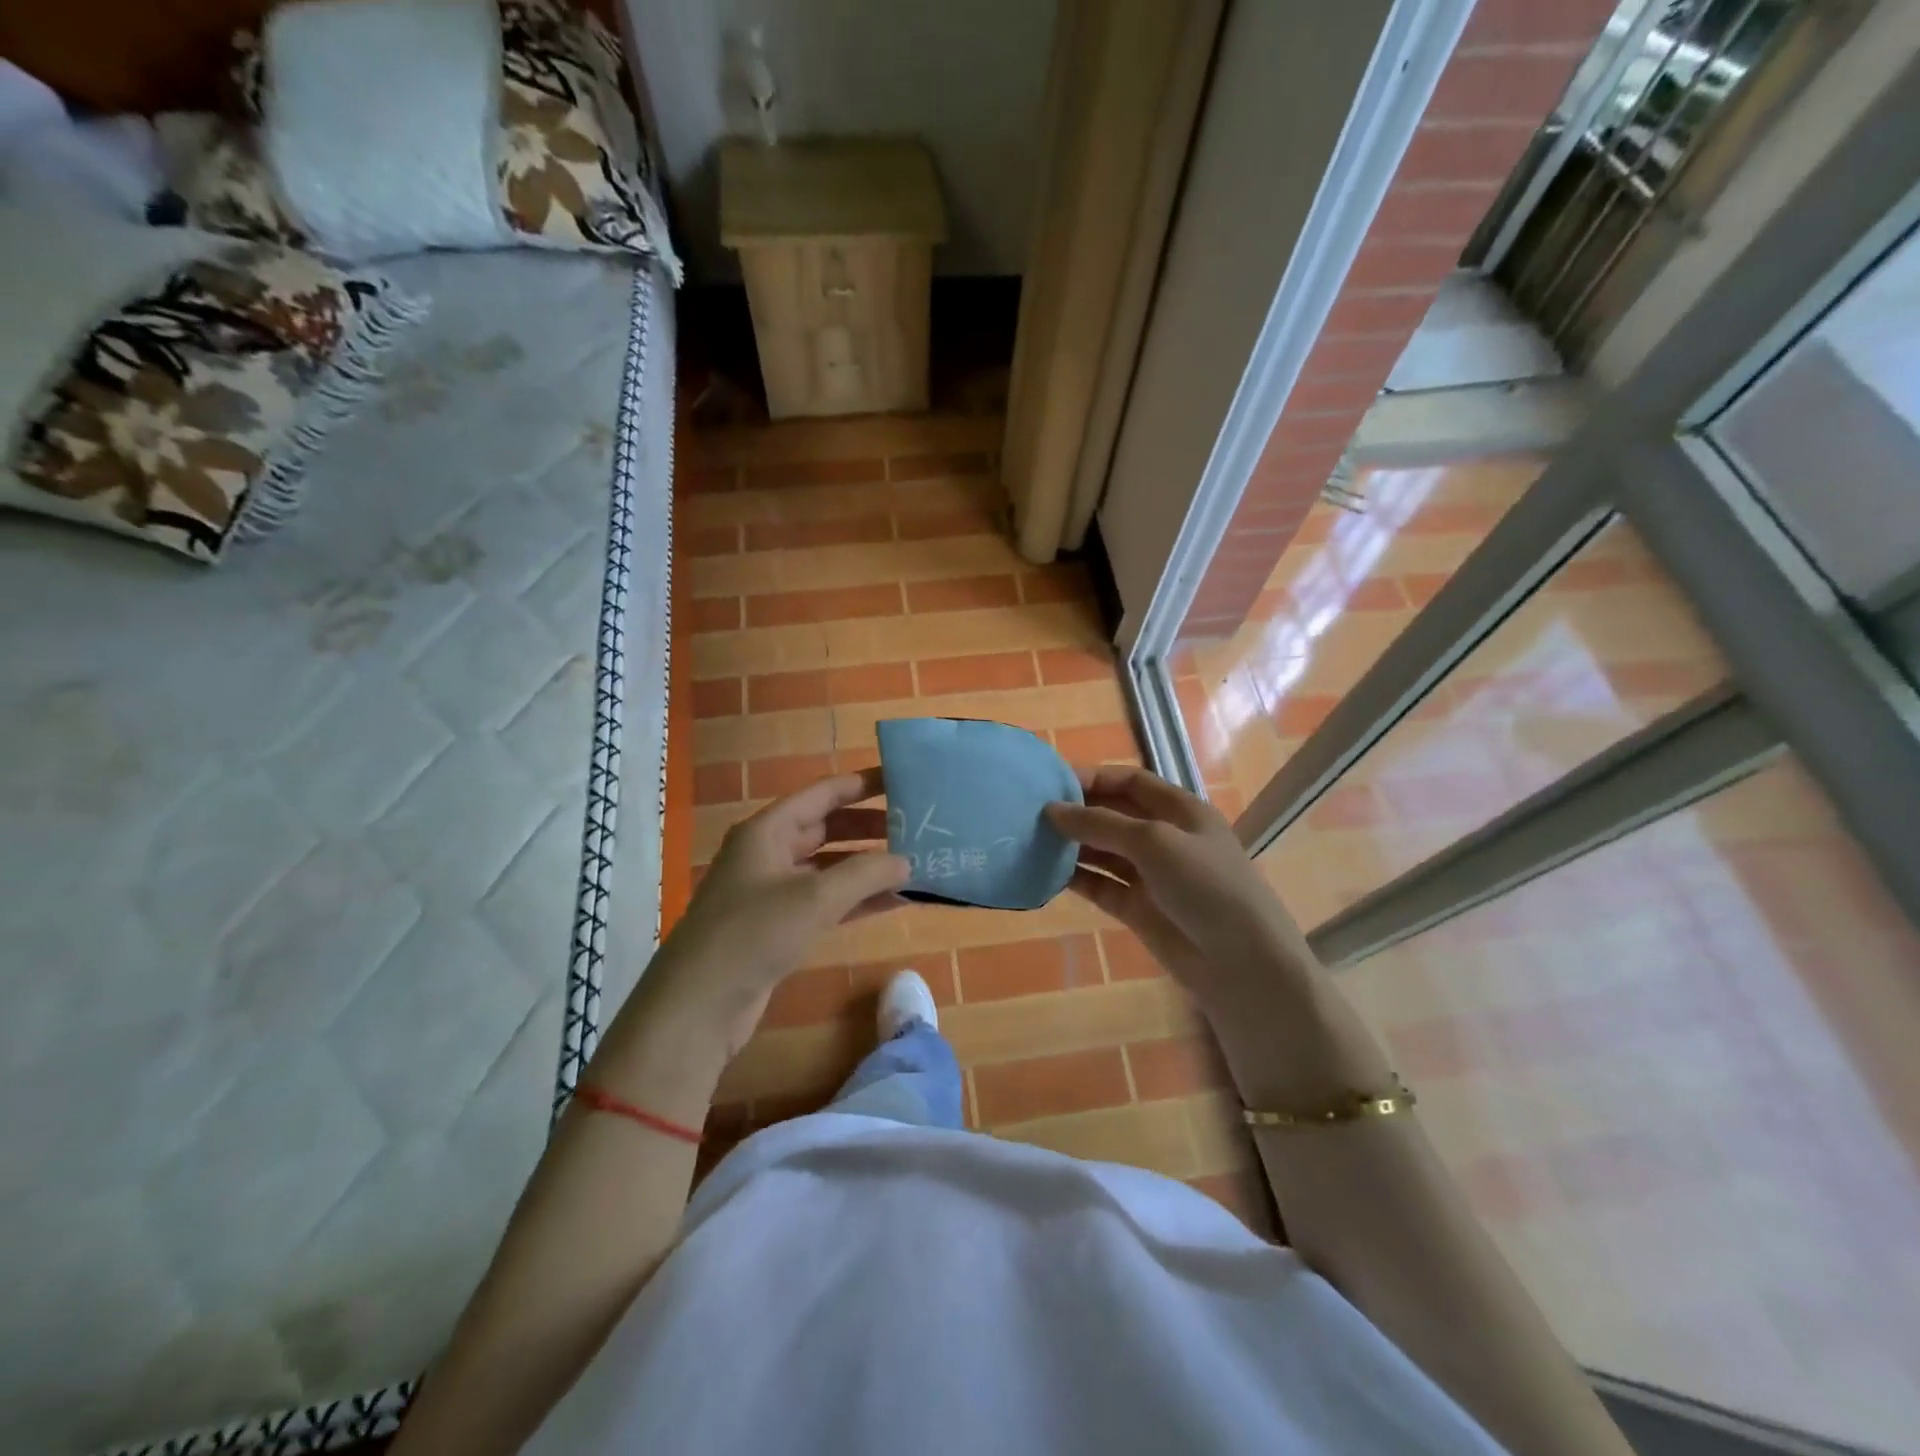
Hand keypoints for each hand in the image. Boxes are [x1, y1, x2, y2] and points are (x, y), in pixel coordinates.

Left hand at [650, 767, 907, 1052]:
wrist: (698, 1005)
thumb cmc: (753, 934)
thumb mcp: (814, 898)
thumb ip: (865, 874)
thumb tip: (906, 862)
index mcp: (767, 831)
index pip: (822, 794)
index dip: (861, 785)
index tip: (901, 780)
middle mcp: (769, 854)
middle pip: (827, 828)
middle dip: (869, 827)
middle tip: (916, 826)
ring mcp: (773, 892)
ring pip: (829, 868)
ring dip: (867, 867)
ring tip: (913, 862)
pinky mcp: (779, 926)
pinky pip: (826, 902)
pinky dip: (856, 899)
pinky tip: (893, 901)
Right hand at [1046, 765, 1314, 1018]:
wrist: (1242, 963)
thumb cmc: (1206, 886)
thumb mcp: (1155, 842)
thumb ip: (1101, 824)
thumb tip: (1052, 810)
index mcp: (1179, 809)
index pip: (1130, 781)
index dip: (1093, 778)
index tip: (1051, 783)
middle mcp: (1164, 837)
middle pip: (1113, 814)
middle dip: (1077, 811)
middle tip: (1031, 813)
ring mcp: (1150, 874)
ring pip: (1103, 851)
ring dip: (1072, 845)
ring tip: (1031, 841)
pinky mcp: (1137, 908)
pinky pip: (1100, 885)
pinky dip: (1076, 878)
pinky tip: (1045, 874)